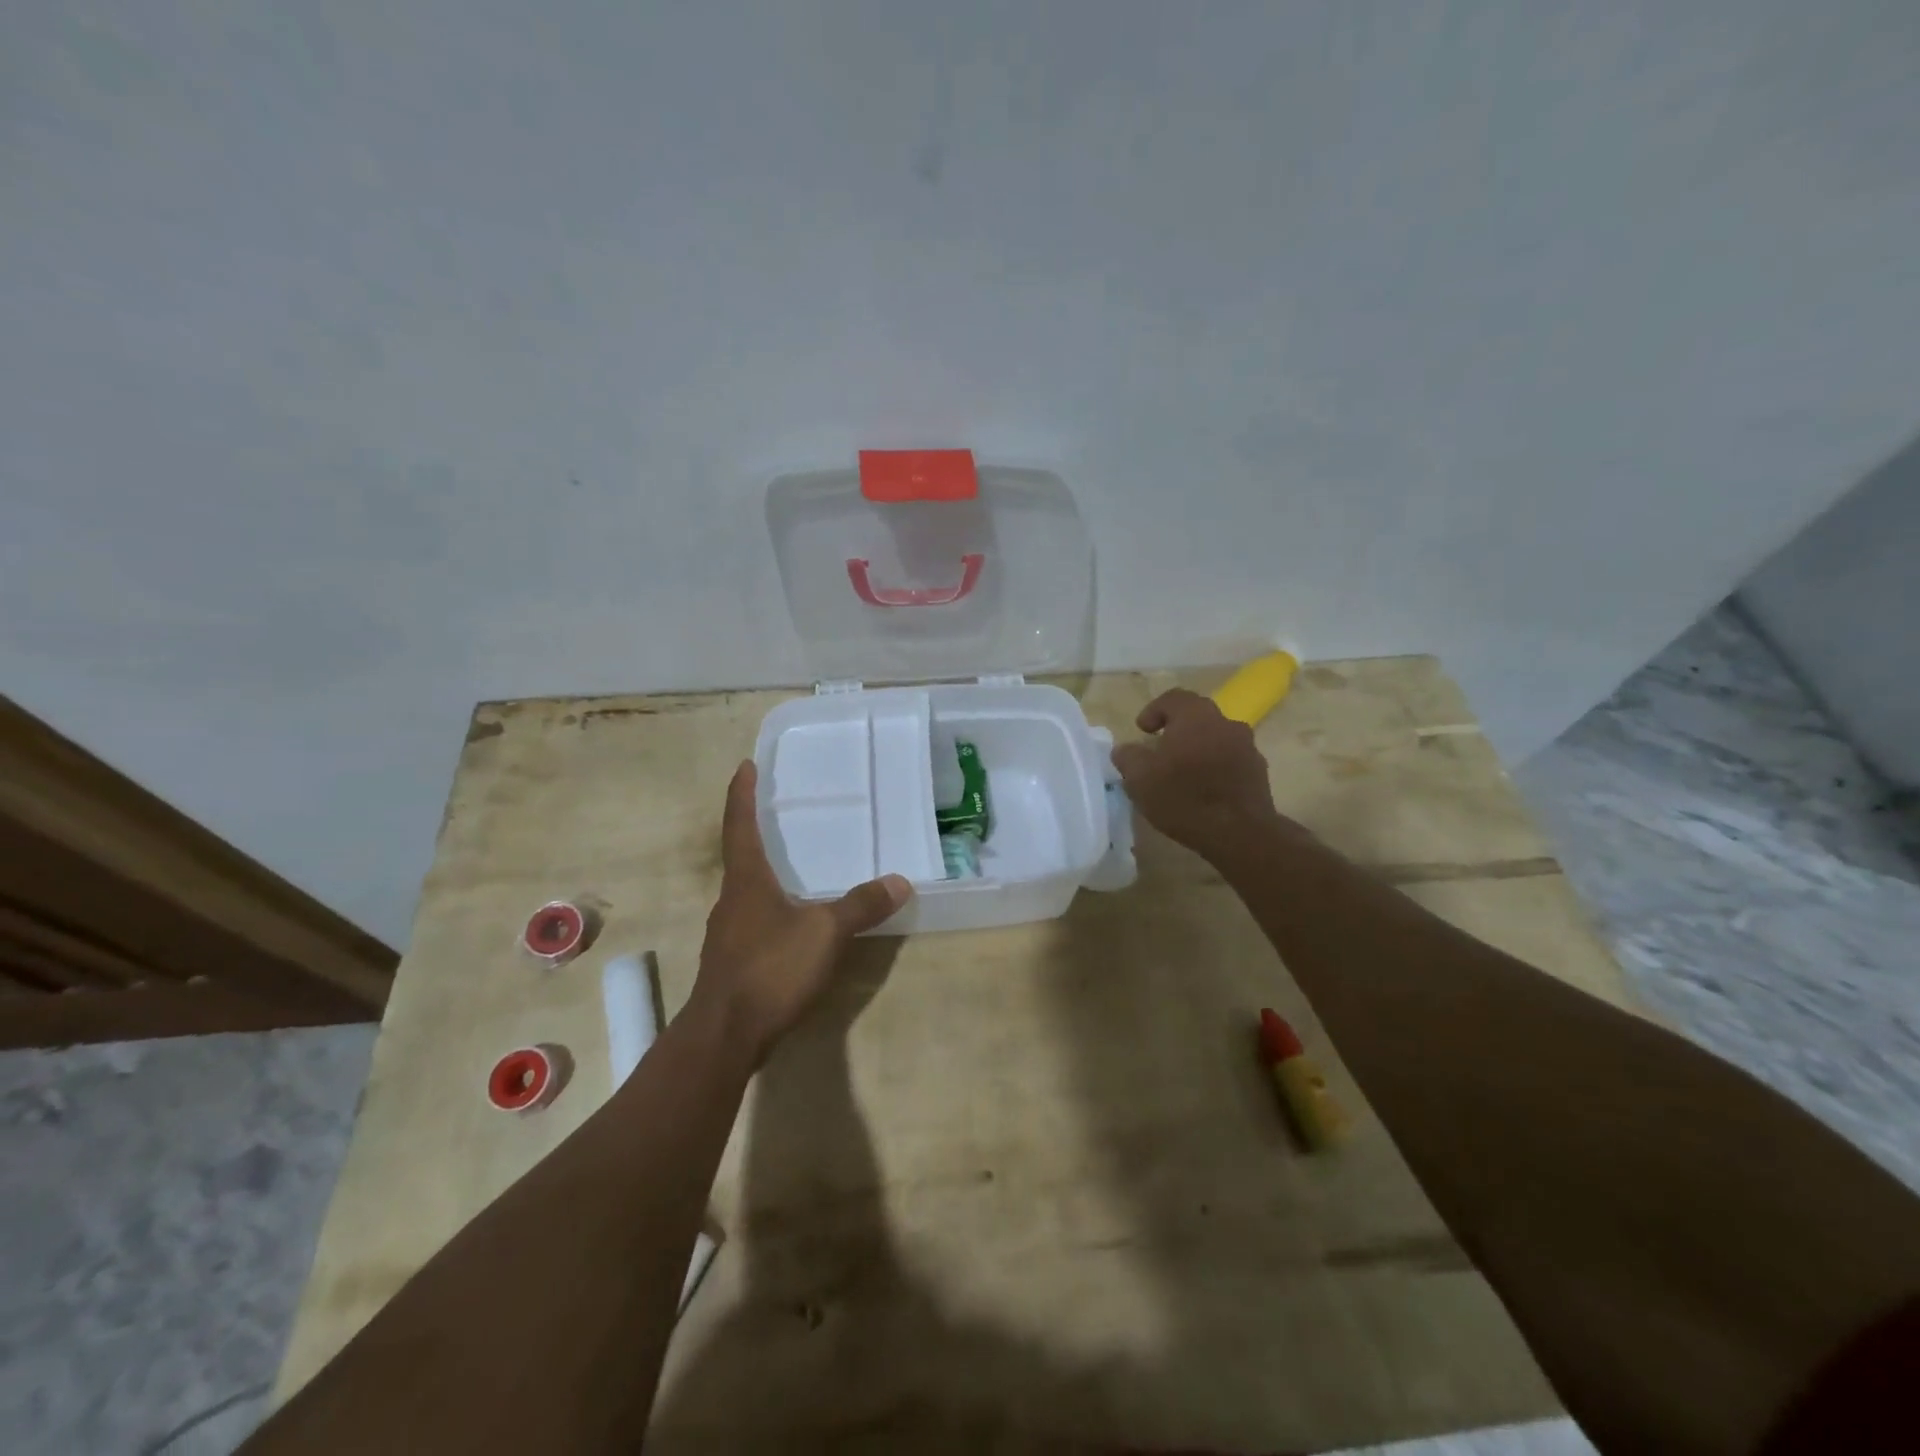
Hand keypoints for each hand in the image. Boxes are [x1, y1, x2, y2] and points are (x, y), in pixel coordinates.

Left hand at [690, 761, 912, 1063]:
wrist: (724, 1036)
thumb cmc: (770, 969)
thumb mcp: (824, 933)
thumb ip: (861, 905)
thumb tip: (900, 881)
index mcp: (746, 881)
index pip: (740, 825)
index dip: (741, 794)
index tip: (744, 766)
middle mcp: (732, 900)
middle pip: (741, 856)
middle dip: (756, 832)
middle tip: (779, 814)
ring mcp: (729, 934)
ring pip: (748, 892)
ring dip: (765, 874)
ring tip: (794, 866)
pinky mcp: (733, 963)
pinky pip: (755, 922)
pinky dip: (773, 909)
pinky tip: (794, 923)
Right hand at [1110, 689, 1295, 862]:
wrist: (1239, 833)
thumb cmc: (1184, 798)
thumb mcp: (1140, 779)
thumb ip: (1128, 757)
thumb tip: (1125, 749)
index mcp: (1195, 717)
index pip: (1174, 698)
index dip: (1154, 710)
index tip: (1143, 731)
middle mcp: (1225, 723)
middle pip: (1198, 716)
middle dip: (1177, 728)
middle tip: (1161, 749)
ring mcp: (1247, 746)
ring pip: (1216, 737)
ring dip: (1199, 748)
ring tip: (1183, 772)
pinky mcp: (1258, 771)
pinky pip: (1231, 759)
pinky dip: (1215, 766)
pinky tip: (1204, 789)